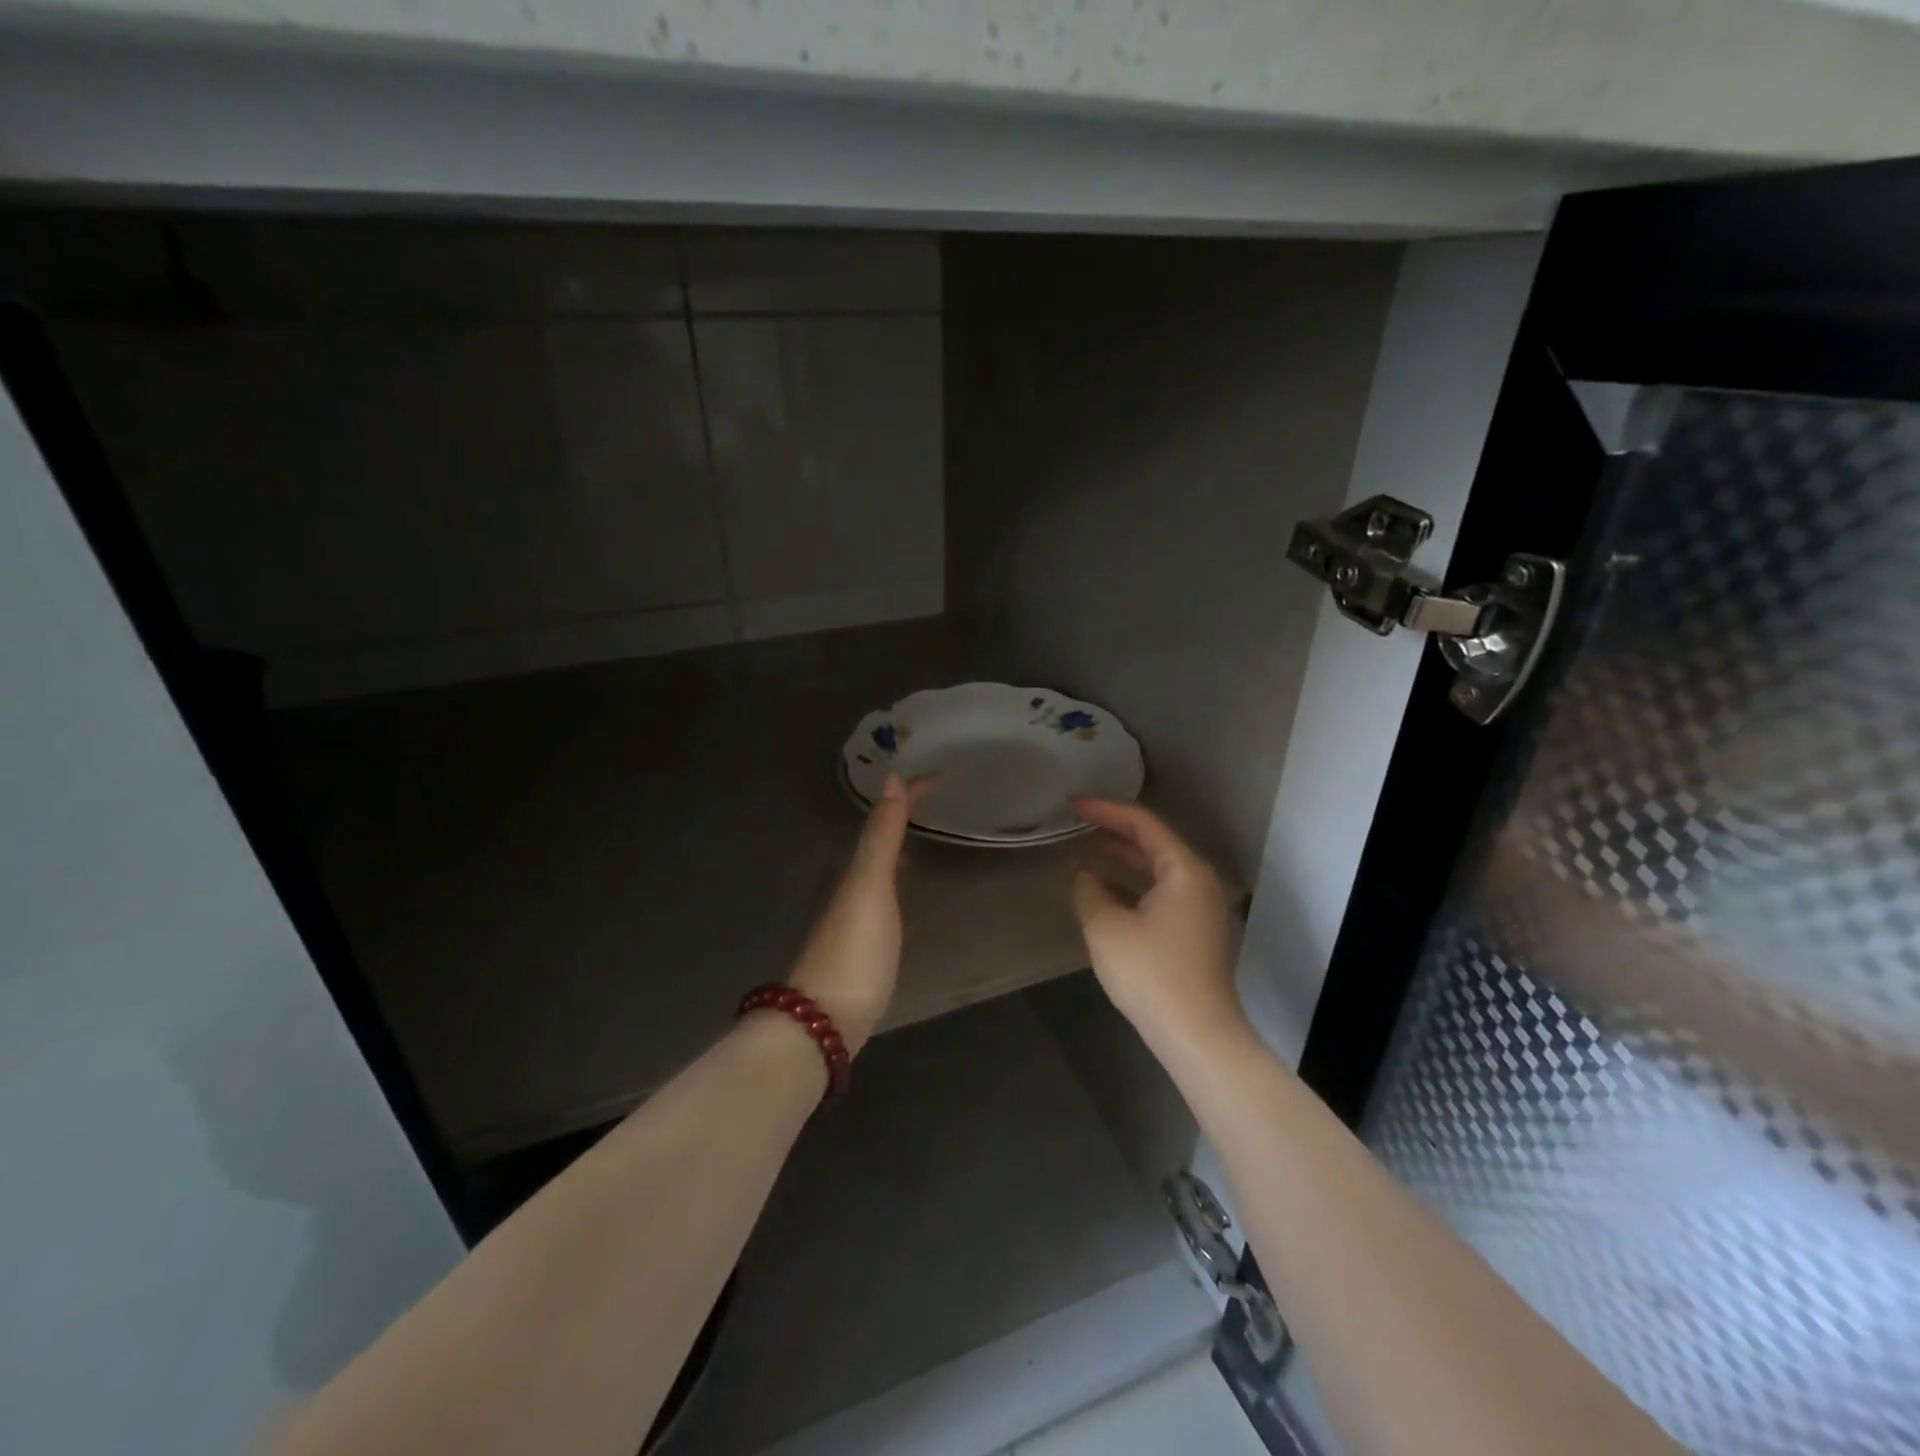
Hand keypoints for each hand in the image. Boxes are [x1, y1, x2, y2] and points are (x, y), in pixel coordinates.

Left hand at [787, 774, 932, 1054]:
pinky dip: (897, 885)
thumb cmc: (853, 951)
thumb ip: (880, 837)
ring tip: (924, 838)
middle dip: (902, 818)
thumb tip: (890, 778)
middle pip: (878, 842)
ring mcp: (855, 921)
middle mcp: (851, 890)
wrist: (824, 1023)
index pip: (884, 820)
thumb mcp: (869, 888)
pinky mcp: (864, 950)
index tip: (940, 775)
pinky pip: (885, 900)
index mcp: (855, 872)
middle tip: (935, 802)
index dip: (909, 795)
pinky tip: (908, 899)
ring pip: (878, 871)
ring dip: (898, 849)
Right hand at [1070, 799, 1246, 1057]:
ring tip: (1084, 851)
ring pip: (1156, 870)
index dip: (1105, 810)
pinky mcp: (1194, 933)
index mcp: (1184, 870)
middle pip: (1153, 843)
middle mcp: (1198, 882)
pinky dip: (1131, 886)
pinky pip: (1159, 894)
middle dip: (1113, 831)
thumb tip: (1084, 874)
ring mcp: (1200, 909)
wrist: (1196, 1036)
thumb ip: (1089, 890)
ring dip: (1121, 859)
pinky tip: (1103, 892)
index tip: (1072, 805)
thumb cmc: (1151, 974)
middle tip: (1075, 823)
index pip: (1143, 823)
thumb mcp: (1106, 927)